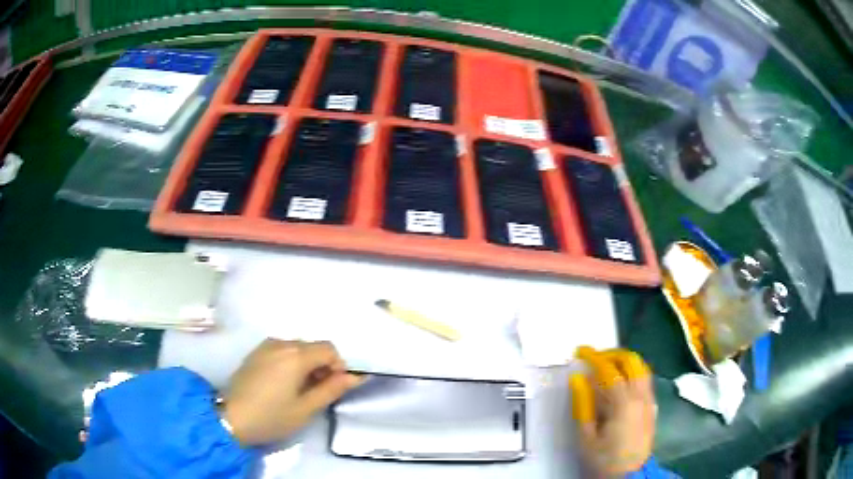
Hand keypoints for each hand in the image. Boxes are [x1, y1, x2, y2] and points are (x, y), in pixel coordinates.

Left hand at [223, 339, 362, 445]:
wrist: (231, 418)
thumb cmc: (272, 416)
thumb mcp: (306, 408)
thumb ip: (332, 389)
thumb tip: (355, 376)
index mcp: (296, 355)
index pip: (329, 349)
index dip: (338, 366)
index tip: (333, 388)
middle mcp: (281, 343)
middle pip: (313, 346)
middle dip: (322, 366)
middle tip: (317, 392)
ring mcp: (265, 346)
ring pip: (297, 348)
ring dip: (306, 364)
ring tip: (299, 390)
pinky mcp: (255, 353)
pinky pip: (281, 351)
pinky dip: (290, 362)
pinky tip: (282, 384)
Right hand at [569, 346, 655, 477]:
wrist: (629, 476)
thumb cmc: (604, 460)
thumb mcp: (586, 437)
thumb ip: (583, 405)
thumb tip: (577, 378)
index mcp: (623, 403)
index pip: (608, 370)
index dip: (594, 357)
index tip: (580, 351)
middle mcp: (641, 396)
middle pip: (631, 361)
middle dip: (612, 354)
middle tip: (595, 358)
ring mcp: (649, 400)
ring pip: (641, 367)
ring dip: (624, 361)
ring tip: (607, 366)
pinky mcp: (652, 407)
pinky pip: (645, 380)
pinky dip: (633, 372)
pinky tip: (621, 382)